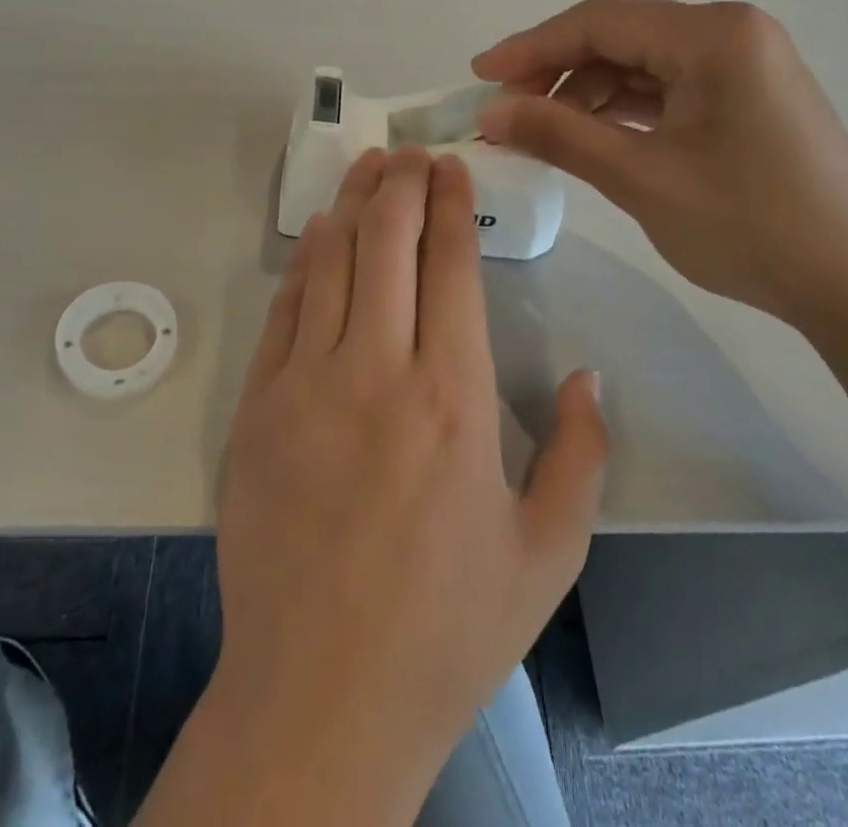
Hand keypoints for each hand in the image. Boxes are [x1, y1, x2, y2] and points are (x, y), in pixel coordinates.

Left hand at [209, 146, 605, 819]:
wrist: (320, 696)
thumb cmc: (446, 629)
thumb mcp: (547, 553)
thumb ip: (582, 455)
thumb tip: (589, 375)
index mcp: (452, 398)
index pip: (451, 266)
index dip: (452, 205)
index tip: (454, 167)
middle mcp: (376, 371)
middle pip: (388, 243)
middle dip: (402, 184)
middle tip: (412, 151)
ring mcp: (306, 384)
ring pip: (332, 262)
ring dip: (353, 205)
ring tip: (370, 167)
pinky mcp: (258, 407)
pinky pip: (285, 310)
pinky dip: (306, 261)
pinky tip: (319, 233)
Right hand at [473, 0, 847, 328]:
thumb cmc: (750, 226)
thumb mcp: (641, 178)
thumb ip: (559, 135)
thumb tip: (489, 112)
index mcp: (713, 35)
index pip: (600, 21)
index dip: (531, 46)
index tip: (479, 76)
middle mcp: (731, 31)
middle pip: (620, 35)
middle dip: (556, 70)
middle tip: (506, 111)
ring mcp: (744, 62)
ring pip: (641, 62)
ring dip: (586, 91)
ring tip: (543, 131)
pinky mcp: (746, 95)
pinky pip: (667, 86)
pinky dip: (623, 107)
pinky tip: (591, 135)